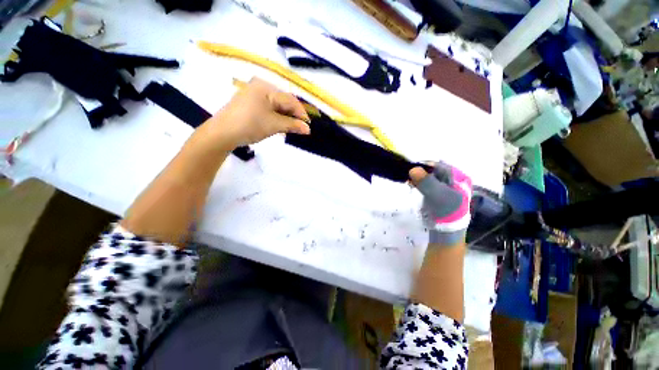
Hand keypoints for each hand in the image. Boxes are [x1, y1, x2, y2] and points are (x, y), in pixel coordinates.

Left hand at [204, 77, 310, 147]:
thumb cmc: (250, 125)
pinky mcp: (250, 102)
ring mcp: (254, 94)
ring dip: (286, 117)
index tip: (308, 126)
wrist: (223, 133)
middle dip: (293, 115)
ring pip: (277, 105)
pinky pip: (269, 108)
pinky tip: (280, 124)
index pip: (290, 100)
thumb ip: (293, 125)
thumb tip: (308, 129)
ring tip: (291, 128)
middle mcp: (261, 86)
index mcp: (266, 87)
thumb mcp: (274, 125)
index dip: (301, 113)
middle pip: (284, 101)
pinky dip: (276, 116)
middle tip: (300, 128)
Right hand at [409, 162, 471, 245]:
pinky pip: (426, 182)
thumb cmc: (447, 211)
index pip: (439, 165)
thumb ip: (427, 182)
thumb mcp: (438, 195)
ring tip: (410, 182)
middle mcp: (452, 178)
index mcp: (458, 176)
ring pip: (428, 176)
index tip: (411, 170)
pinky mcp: (436, 191)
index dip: (424, 166)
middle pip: (433, 170)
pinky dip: (418, 182)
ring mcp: (444, 185)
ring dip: (418, 178)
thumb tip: (413, 169)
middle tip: (409, 177)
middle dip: (420, 172)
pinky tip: (412, 185)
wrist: (447, 229)